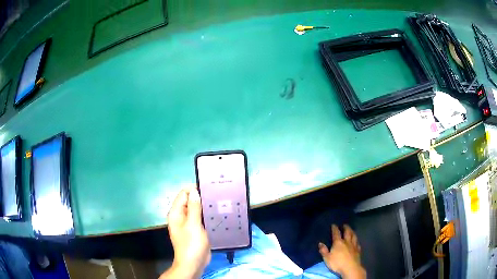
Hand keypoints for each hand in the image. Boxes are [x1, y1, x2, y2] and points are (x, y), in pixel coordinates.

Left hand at [160, 187, 210, 278]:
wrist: (194, 263)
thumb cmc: (191, 244)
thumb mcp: (193, 225)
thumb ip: (194, 207)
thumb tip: (194, 191)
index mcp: (176, 213)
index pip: (183, 194)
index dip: (194, 190)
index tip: (209, 189)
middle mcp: (180, 216)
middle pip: (190, 201)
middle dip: (201, 198)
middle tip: (216, 196)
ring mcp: (188, 224)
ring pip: (196, 210)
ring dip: (205, 207)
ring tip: (219, 203)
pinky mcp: (195, 230)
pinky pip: (200, 218)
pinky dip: (207, 215)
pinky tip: (217, 214)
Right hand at [318, 224, 365, 278]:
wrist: (350, 268)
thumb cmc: (337, 263)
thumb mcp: (327, 258)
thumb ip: (323, 251)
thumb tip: (320, 243)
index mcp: (338, 243)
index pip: (336, 233)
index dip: (335, 228)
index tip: (334, 224)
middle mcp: (347, 242)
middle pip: (347, 232)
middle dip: (346, 228)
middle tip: (345, 225)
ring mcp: (353, 245)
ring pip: (354, 236)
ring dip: (352, 232)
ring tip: (351, 230)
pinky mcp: (358, 250)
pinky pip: (357, 243)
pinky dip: (356, 240)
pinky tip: (356, 241)